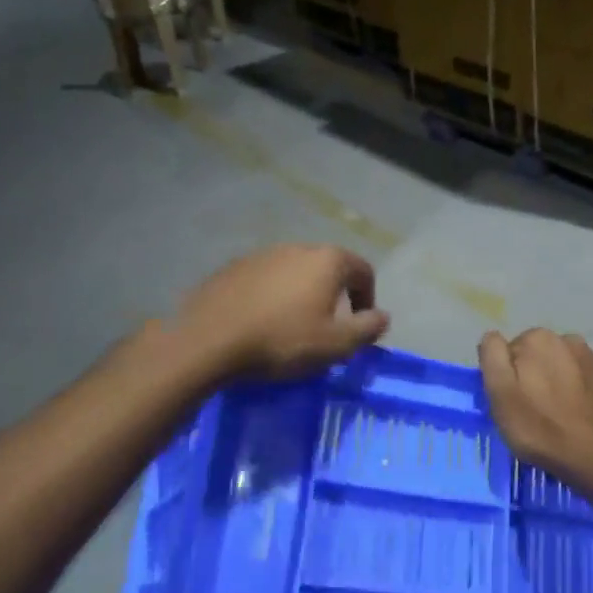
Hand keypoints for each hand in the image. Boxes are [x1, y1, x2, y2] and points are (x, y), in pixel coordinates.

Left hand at [177, 244, 389, 381]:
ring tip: (293, 326)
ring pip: (294, 272)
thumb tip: (383, 316)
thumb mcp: (336, 344)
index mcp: (327, 261)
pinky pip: (265, 280)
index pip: (363, 270)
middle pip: (328, 267)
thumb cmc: (282, 341)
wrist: (209, 340)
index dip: (368, 298)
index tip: (360, 325)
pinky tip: (261, 322)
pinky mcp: (232, 268)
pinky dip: (272, 296)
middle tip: (329, 326)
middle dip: (334, 294)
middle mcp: (296, 248)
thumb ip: (367, 328)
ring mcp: (261, 255)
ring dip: (302, 294)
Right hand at [478, 328, 592, 481]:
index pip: (514, 350)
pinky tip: (582, 416)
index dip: (510, 375)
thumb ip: (492, 355)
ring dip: (563, 381)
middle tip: (534, 409)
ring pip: (570, 367)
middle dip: (538, 374)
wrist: (590, 458)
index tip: (513, 399)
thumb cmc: (536, 426)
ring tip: (559, 414)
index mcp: (539, 339)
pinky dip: (586, 394)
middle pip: (543, 355)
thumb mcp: (498, 392)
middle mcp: (571, 340)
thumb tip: (493, 336)